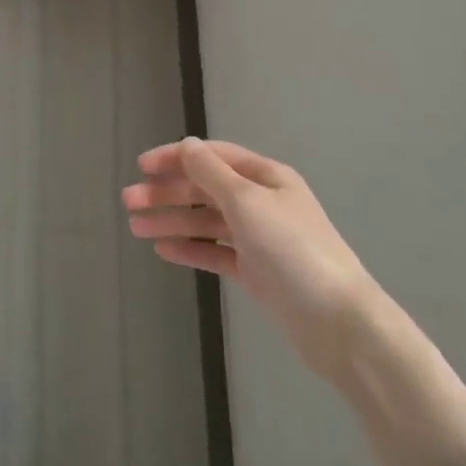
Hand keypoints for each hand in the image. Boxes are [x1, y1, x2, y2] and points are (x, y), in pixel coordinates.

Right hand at [124, 138, 375, 377]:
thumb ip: (211, 173)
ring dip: (172, 220)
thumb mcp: (247, 202)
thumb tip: (186, 144)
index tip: (141, 166)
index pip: (213, 157)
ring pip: (206, 222)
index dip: (176, 158)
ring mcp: (258, 238)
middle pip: (205, 189)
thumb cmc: (292, 250)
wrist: (336, 321)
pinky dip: (190, 248)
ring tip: (136, 228)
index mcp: (266, 177)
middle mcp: (261, 202)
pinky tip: (163, 249)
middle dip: (168, 192)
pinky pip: (215, 252)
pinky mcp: (255, 271)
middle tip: (128, 201)